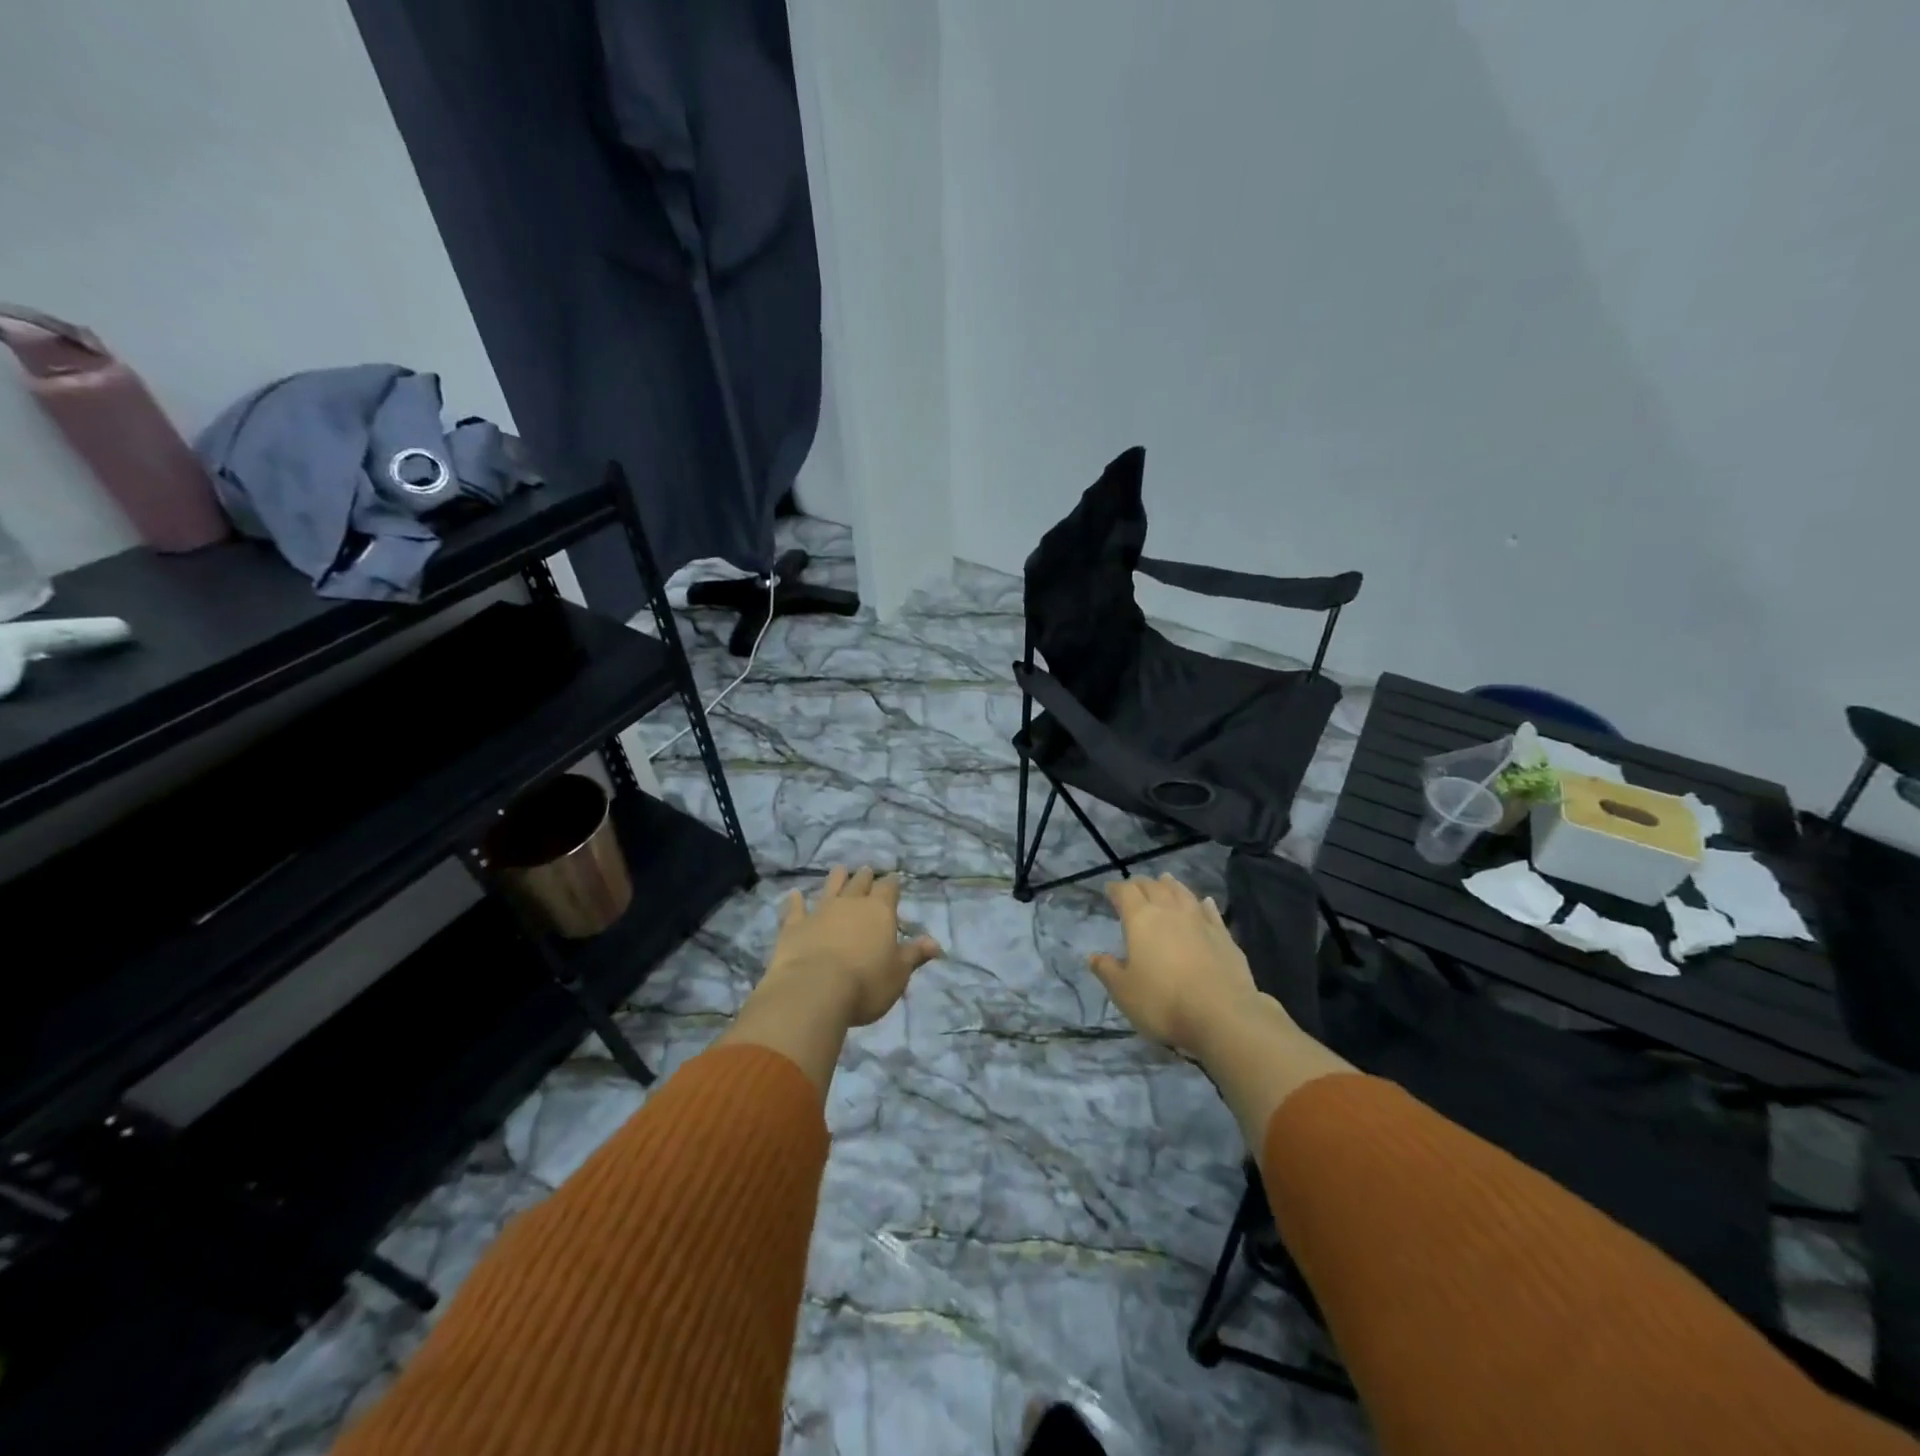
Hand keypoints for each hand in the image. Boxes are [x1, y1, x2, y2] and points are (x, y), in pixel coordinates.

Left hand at [762, 866, 942, 1026]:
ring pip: (830, 887)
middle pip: (860, 883)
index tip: (893, 880)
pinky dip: (795, 901)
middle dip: (865, 877)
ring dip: (836, 879)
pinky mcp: (794, 926)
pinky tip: (793, 894)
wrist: (814, 990)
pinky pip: (795, 909)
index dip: (892, 884)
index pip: (889, 889)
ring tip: (840, 869)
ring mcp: (820, 911)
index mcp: (880, 911)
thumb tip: (935, 943)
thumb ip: (914, 955)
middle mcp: (851, 904)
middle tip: (867, 870)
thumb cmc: (866, 983)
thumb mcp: (898, 973)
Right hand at [1089, 873, 1265, 1055]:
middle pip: (1154, 886)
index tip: (1109, 890)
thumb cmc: (1163, 1002)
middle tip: (1134, 887)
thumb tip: (1094, 956)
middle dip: (1141, 884)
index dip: (1116, 889)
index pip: (1125, 892)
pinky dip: (1203, 904)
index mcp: (1141, 919)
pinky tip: (1204, 902)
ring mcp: (1200, 921)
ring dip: (1171, 885)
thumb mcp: (1123, 991)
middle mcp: (1170, 911)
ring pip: (1182, 893)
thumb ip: (1107, 970)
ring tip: (1165, 881)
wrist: (1223, 1015)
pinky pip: (1210, 911)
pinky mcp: (1224, 936)